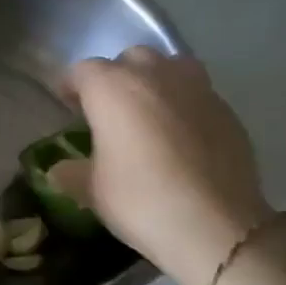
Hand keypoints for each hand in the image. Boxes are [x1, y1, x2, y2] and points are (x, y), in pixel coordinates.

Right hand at [54, 48, 272, 284]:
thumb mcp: (92, 191)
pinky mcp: (225, 108)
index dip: (72, 87)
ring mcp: (195, 88)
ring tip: (150, 113)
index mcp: (112, 88)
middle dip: (116, 78)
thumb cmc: (141, 200)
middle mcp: (153, 75)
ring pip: (169, 67)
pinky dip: (184, 104)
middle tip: (110, 111)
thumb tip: (59, 170)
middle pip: (129, 59)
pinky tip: (181, 136)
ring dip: (155, 81)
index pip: (83, 71)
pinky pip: (197, 93)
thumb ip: (71, 172)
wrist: (215, 225)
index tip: (69, 108)